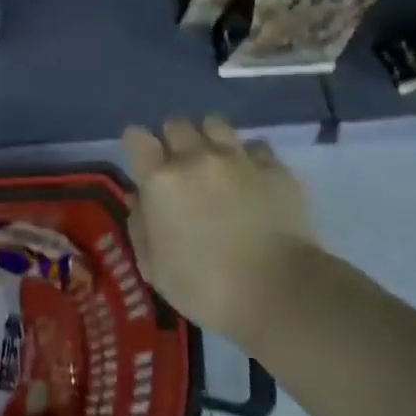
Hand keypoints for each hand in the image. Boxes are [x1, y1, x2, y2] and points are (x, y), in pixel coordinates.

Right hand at [123, 117, 314, 346]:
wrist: (279, 291)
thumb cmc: (206, 287)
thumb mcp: (154, 268)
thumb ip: (140, 227)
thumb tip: (139, 200)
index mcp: (160, 180)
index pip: (137, 137)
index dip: (137, 144)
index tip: (142, 160)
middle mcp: (196, 157)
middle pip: (177, 124)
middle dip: (173, 139)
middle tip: (180, 165)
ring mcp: (238, 158)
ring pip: (215, 124)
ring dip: (209, 138)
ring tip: (216, 161)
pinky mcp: (274, 167)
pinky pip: (255, 145)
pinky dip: (248, 156)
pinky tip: (252, 176)